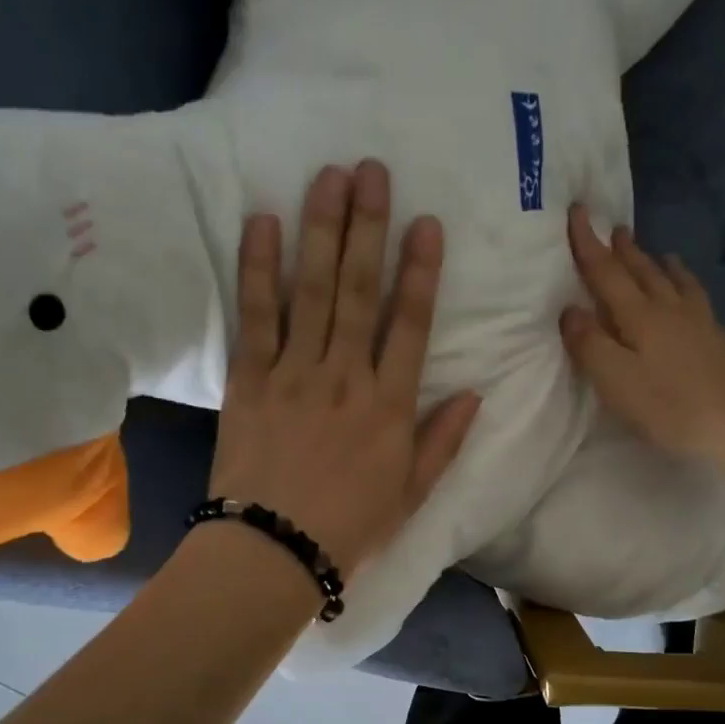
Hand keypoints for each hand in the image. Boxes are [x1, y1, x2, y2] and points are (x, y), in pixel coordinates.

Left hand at [208, 160, 480, 579]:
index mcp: (389, 405)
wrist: (272, 552)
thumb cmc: (348, 528)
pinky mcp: (249, 380)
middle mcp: (345, 376)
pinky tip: (263, 223)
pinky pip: (256, 316)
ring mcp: (294, 373)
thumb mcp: (411, 494)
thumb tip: (475, 394)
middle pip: (359, 290)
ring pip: (311, 291)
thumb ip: (442, 441)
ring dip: (320, 230)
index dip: (421, 271)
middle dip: (368, 227)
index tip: (426, 223)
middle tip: (371, 171)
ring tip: (327, 177)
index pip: (410, 324)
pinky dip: (259, 269)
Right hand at [560, 204, 724, 465]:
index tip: (578, 212)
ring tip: (656, 251)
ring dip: (658, 264)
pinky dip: (686, 284)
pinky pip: (696, 298)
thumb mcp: (616, 379)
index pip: (606, 273)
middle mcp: (669, 310)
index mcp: (639, 316)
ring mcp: (699, 322)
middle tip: (615, 228)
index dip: (589, 244)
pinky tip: (691, 292)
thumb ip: (589, 344)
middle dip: (624, 250)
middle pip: (642, 271)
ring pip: (673, 282)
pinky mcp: (718, 340)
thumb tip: (570, 310)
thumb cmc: (669, 404)